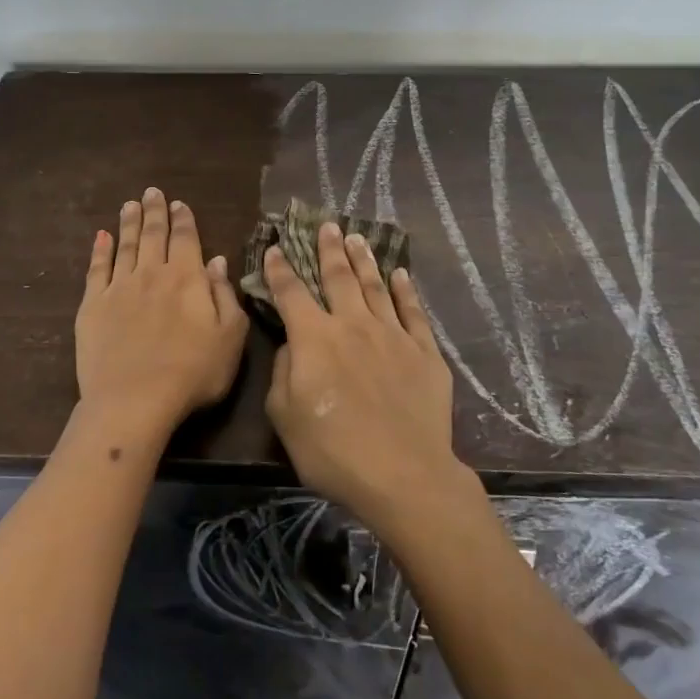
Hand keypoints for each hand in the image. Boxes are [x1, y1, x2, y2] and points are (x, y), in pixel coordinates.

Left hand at [75, 187, 249, 444]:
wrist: (134, 400)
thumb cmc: (192, 373)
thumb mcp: (230, 337)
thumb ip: (225, 295)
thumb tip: (217, 260)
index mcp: (187, 278)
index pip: (186, 239)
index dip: (183, 219)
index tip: (179, 203)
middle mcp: (152, 273)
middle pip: (153, 234)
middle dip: (154, 211)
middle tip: (152, 191)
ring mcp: (119, 287)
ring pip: (125, 245)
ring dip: (128, 223)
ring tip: (129, 204)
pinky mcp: (93, 305)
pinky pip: (96, 269)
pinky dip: (100, 250)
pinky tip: (101, 236)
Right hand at [262, 223, 472, 534]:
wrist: (403, 474)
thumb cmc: (332, 451)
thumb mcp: (285, 416)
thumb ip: (284, 371)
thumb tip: (293, 343)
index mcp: (315, 338)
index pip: (291, 293)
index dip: (280, 269)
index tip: (274, 247)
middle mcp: (353, 325)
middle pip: (338, 277)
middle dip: (328, 249)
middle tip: (326, 224)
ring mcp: (392, 335)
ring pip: (375, 286)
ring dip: (364, 260)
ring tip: (357, 237)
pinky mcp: (424, 352)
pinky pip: (413, 312)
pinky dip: (405, 290)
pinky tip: (401, 273)